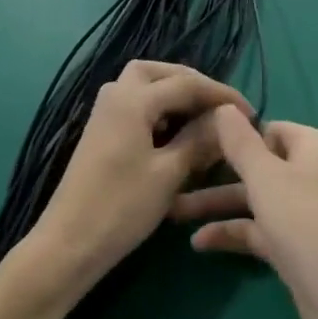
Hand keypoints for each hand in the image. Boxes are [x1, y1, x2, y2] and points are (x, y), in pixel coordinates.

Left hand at [25, 61, 251, 298]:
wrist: (67, 246)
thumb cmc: (121, 208)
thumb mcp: (169, 174)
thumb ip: (199, 139)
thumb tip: (227, 119)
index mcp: (133, 100)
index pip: (187, 83)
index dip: (221, 95)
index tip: (250, 113)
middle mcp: (116, 96)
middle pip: (159, 72)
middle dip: (192, 83)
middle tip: (219, 106)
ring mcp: (104, 113)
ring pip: (144, 85)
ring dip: (173, 93)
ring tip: (201, 117)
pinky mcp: (101, 132)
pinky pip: (135, 105)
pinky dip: (158, 109)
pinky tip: (175, 133)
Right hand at [173, 111, 317, 318]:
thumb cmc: (303, 220)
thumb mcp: (265, 176)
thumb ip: (241, 143)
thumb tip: (224, 107)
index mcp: (311, 146)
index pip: (268, 128)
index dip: (235, 133)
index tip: (197, 140)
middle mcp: (309, 173)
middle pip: (257, 165)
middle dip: (217, 172)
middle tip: (177, 175)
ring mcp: (302, 212)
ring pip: (254, 199)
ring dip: (217, 204)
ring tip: (172, 211)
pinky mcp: (294, 246)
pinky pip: (257, 230)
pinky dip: (232, 233)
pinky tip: (198, 242)